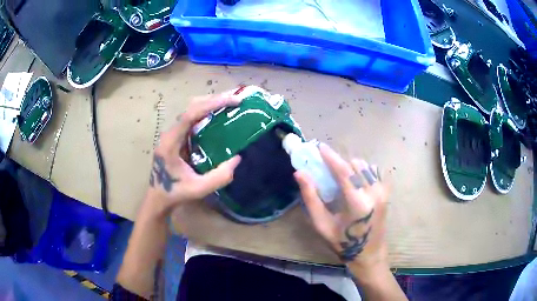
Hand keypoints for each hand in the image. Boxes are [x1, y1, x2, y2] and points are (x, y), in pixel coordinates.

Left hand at [147, 90, 241, 212]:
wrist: (158, 198)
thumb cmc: (175, 193)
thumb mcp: (198, 189)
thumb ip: (219, 177)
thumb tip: (238, 158)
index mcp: (171, 141)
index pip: (191, 114)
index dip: (212, 104)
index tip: (233, 101)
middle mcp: (171, 132)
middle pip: (192, 106)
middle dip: (214, 100)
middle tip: (236, 99)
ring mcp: (174, 134)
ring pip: (192, 110)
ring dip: (211, 104)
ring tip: (231, 104)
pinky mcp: (178, 137)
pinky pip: (193, 119)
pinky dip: (208, 113)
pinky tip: (220, 116)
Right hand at [294, 143, 388, 271]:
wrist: (369, 253)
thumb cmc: (342, 242)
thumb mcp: (322, 224)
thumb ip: (311, 197)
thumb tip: (299, 174)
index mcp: (358, 203)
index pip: (344, 172)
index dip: (331, 157)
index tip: (320, 147)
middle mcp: (374, 193)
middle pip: (356, 165)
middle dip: (340, 163)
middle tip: (327, 169)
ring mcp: (383, 192)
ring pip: (366, 166)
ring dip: (351, 167)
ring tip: (341, 179)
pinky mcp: (386, 193)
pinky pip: (373, 172)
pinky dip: (362, 172)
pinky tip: (355, 184)